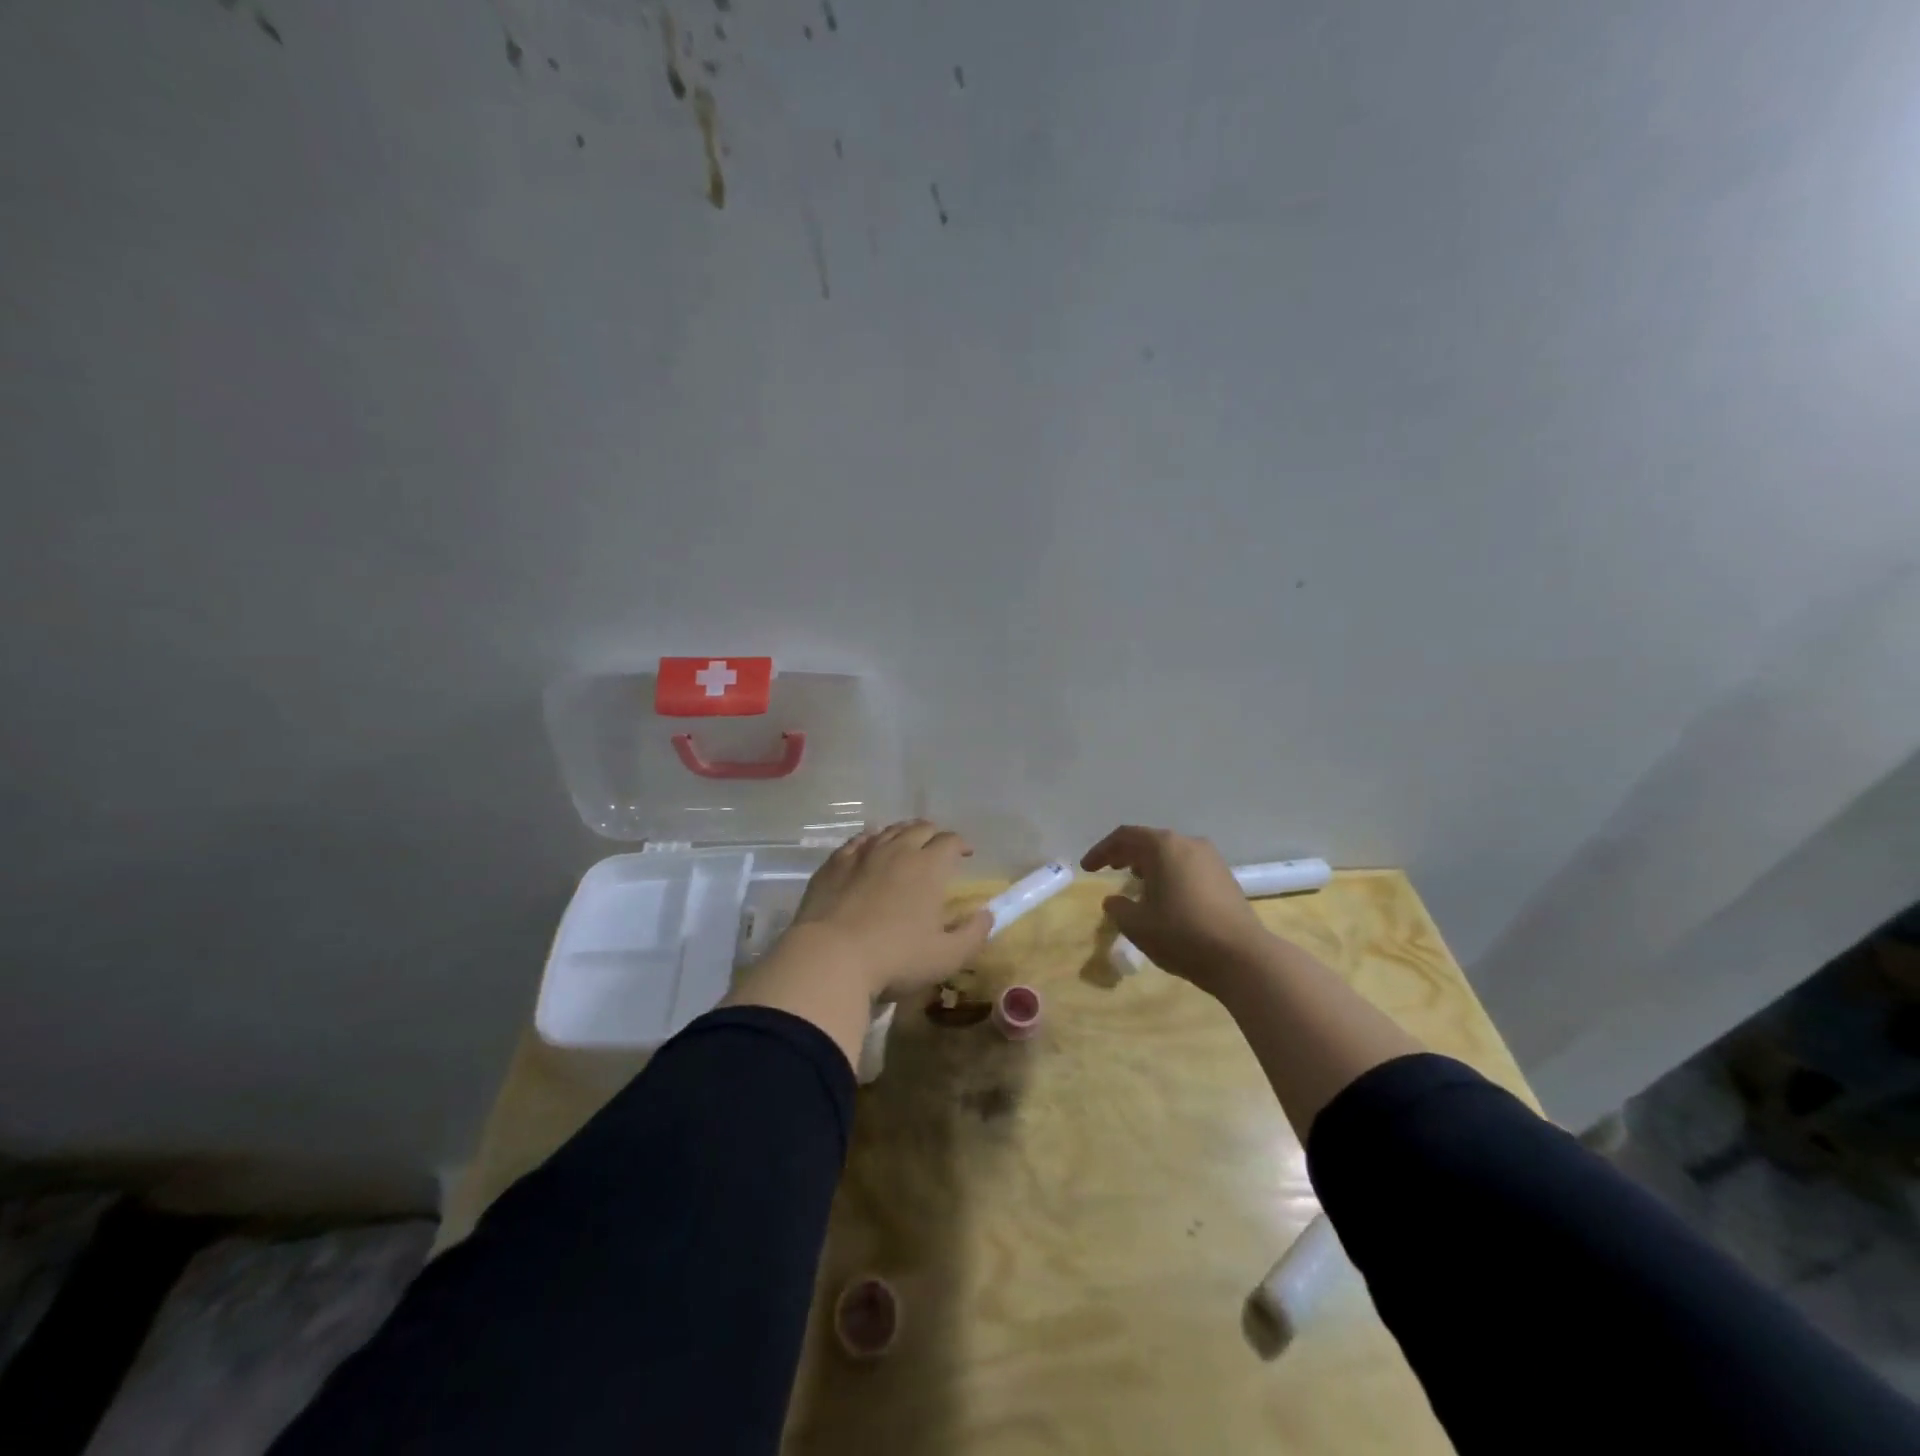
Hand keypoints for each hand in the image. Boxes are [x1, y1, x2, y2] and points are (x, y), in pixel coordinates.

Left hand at [782, 819, 993, 1001]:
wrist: (830, 957)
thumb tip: (986, 915)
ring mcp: (863, 853)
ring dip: (903, 834)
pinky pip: (857, 841)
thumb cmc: (896, 958)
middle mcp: (898, 850)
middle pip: (920, 828)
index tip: (965, 855)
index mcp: (929, 867)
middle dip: (934, 834)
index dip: (961, 845)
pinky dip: (869, 840)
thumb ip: (973, 934)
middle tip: (937, 848)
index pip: (950, 841)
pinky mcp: (834, 864)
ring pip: (888, 830)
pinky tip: (868, 848)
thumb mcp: (947, 957)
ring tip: (906, 844)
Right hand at [1081, 825, 1271, 997]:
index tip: (1087, 868)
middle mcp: (1188, 843)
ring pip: (1171, 853)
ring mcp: (1211, 859)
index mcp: (1163, 846)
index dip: (1101, 851)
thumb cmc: (1181, 935)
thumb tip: (1114, 900)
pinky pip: (1187, 866)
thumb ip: (1118, 908)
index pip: (1124, 837)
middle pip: (1149, 840)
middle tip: (1108, 868)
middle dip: (1125, 853)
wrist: (1242, 957)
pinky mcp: (1225, 877)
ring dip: (1149, 864)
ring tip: (1134, 881)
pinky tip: (1164, 895)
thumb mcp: (1137, 925)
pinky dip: (1169, 873)